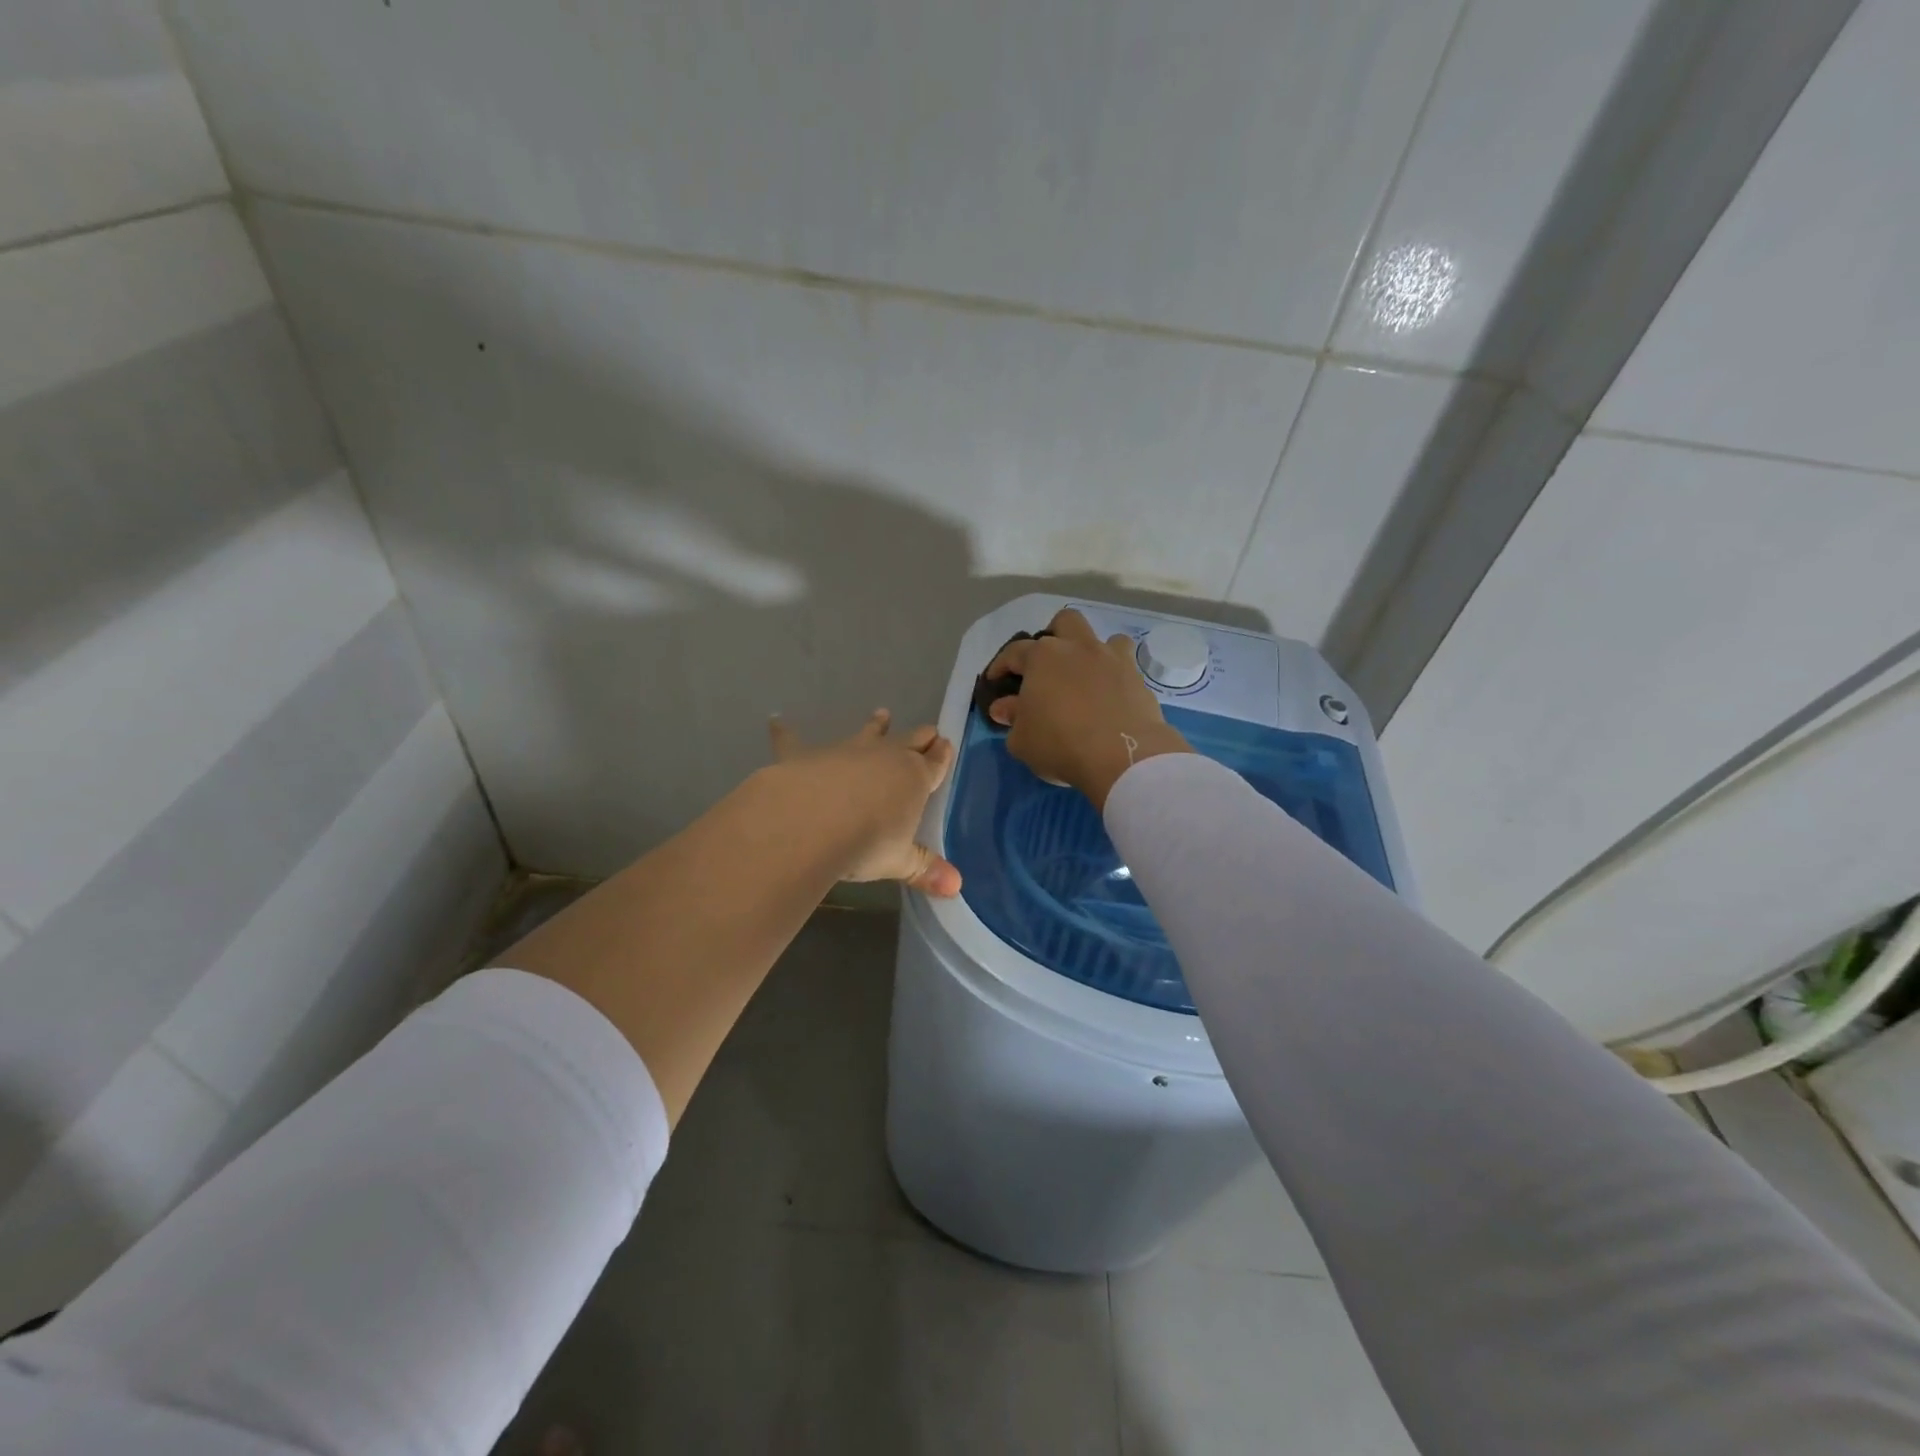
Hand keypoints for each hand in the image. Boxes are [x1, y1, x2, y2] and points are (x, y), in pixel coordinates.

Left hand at [768, 709, 961, 895]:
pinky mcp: (805, 755)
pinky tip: (775, 720)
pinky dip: (784, 730)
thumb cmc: (865, 842)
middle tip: (928, 731)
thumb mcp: (899, 861)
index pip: (934, 764)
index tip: (946, 745)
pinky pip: (793, 740)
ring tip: (881, 714)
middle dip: (919, 737)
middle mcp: (883, 757)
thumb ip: (924, 869)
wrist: (812, 820)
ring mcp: (844, 751)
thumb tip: (956, 887)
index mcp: (913, 779)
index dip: (942, 755)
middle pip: (908, 741)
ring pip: (866, 733)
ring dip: (875, 725)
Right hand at [986, 609, 1191, 808]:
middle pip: (1064, 622)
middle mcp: (1077, 647)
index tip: (995, 681)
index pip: (1014, 652)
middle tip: (1048, 665)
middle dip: (1054, 636)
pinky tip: (1110, 695)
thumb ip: (1012, 719)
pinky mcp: (1137, 677)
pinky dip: (1115, 675)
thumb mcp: (1022, 739)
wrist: (1122, 755)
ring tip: (1085, 676)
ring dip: (1091, 651)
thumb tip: (1005, 707)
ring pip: (1102, 637)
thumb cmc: (1060, 744)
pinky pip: (1125, 665)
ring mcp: (1111, 658)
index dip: (1001, 666)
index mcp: (1042, 657)